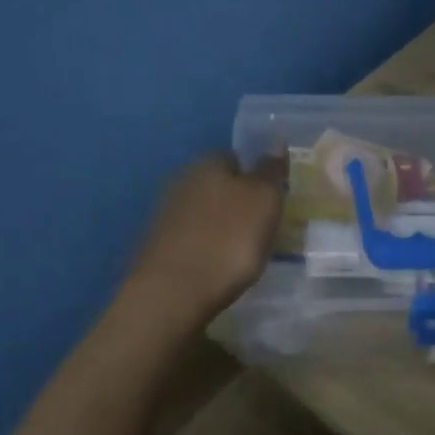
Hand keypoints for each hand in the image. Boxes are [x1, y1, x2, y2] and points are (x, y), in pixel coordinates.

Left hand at [126, 153, 284, 325]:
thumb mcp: (264, 199)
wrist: (173, 292)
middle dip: (240, 202)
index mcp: (208, 163)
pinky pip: (194, 239)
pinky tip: (220, 267)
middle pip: (220, 186)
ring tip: (245, 252)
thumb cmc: (228, 238)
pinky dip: (208, 249)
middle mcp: (182, 181)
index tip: (275, 200)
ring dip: (224, 227)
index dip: (259, 176)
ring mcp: (167, 215)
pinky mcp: (160, 247)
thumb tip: (275, 142)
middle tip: (265, 227)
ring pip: (206, 213)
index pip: (238, 156)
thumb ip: (271, 170)